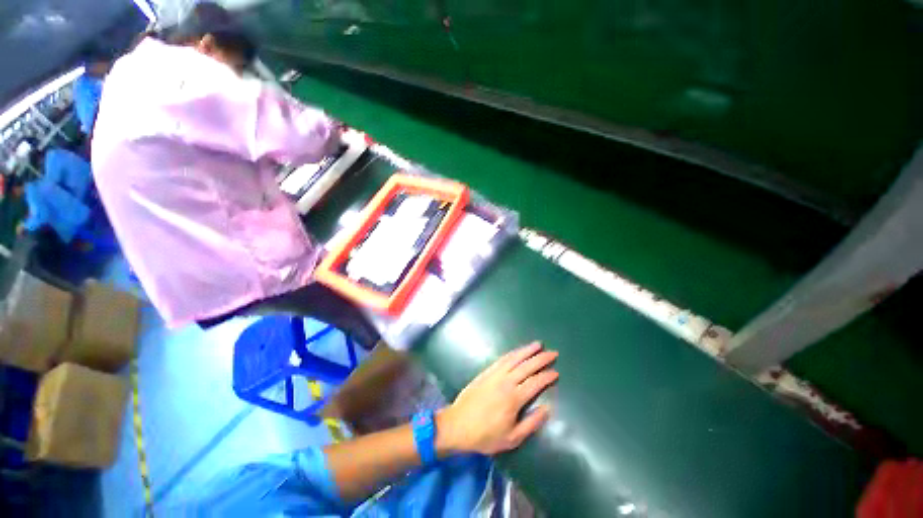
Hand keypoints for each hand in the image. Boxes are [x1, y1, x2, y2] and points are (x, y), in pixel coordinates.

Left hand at [438, 342, 558, 455]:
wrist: (458, 425)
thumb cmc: (485, 435)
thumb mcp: (512, 438)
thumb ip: (531, 424)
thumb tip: (547, 409)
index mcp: (514, 398)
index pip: (535, 383)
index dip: (547, 377)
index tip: (556, 373)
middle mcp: (506, 382)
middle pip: (527, 366)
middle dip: (541, 358)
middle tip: (553, 353)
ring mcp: (495, 374)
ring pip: (514, 358)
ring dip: (527, 350)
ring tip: (538, 344)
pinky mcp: (486, 371)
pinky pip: (502, 359)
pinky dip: (512, 353)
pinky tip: (518, 351)